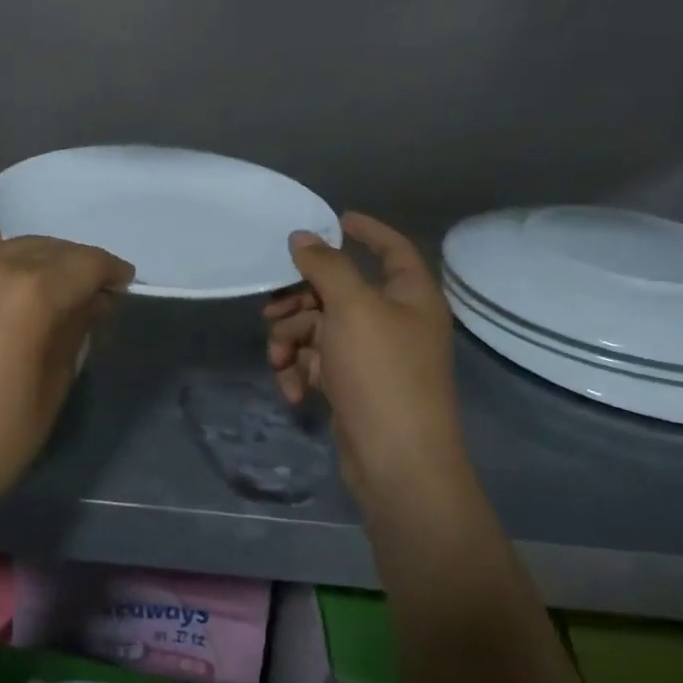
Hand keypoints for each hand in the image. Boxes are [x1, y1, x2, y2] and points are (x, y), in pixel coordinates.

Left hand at [0, 221, 133, 508]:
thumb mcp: (54, 384)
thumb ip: (77, 330)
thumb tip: (95, 300)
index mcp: (31, 292)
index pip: (86, 263)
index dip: (111, 271)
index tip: (126, 286)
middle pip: (54, 249)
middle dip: (81, 265)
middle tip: (99, 294)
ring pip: (21, 247)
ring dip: (48, 260)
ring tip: (63, 288)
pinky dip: (6, 255)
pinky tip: (5, 243)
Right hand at [264, 213, 463, 505]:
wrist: (396, 463)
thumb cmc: (382, 374)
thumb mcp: (352, 308)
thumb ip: (325, 266)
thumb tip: (302, 236)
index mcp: (410, 296)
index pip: (392, 248)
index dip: (366, 230)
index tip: (334, 219)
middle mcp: (394, 320)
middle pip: (339, 290)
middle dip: (301, 300)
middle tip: (272, 309)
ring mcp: (373, 355)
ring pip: (320, 327)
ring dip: (293, 339)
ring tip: (279, 358)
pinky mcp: (353, 385)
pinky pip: (318, 361)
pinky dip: (300, 369)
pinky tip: (292, 388)